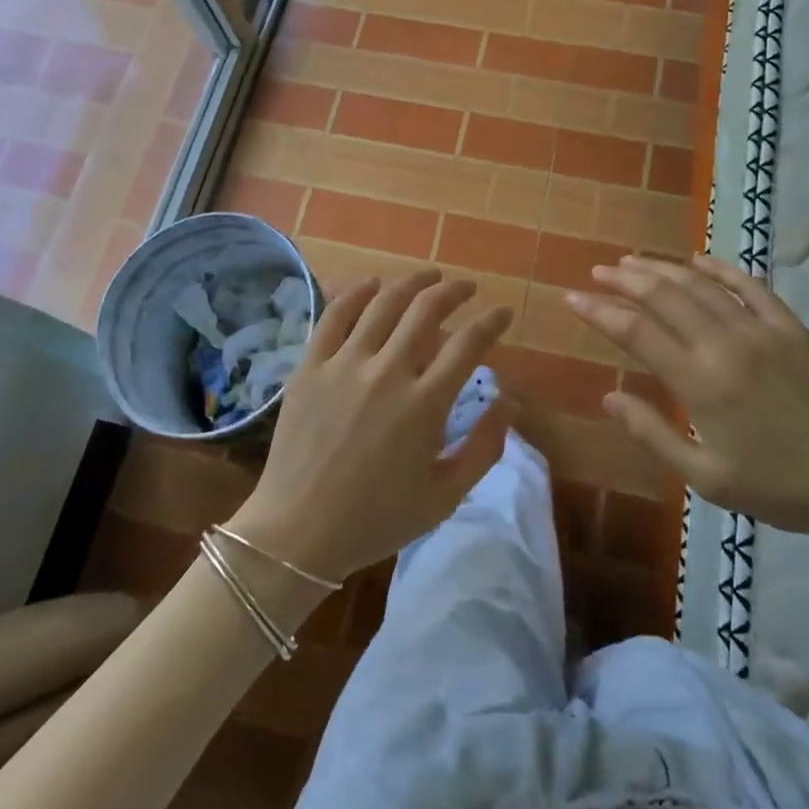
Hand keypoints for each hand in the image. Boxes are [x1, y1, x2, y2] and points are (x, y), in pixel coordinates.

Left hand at [228, 269, 513, 584]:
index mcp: (425, 405)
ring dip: (412, 283)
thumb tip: (510, 400)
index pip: (468, 345)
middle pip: (427, 310)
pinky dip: (357, 293)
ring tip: (429, 276)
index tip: (502, 312)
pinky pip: (335, 315)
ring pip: (384, 303)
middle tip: (467, 288)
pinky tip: (372, 283)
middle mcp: (387, 373)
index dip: (491, 322)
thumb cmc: (377, 519)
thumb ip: (484, 446)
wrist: (297, 533)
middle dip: (454, 291)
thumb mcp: (445, 496)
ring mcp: (345, 364)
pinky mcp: (311, 365)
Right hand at [567, 254, 808, 539]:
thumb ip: (653, 434)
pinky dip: (720, 269)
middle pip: (664, 296)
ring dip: (662, 269)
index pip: (637, 332)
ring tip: (633, 261)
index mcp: (701, 383)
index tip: (573, 297)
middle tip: (598, 271)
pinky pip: (750, 286)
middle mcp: (725, 345)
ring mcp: (761, 331)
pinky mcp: (791, 327)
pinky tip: (698, 259)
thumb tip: (609, 397)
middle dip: (625, 280)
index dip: (600, 311)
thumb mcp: (706, 477)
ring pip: (700, 285)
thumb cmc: (776, 486)